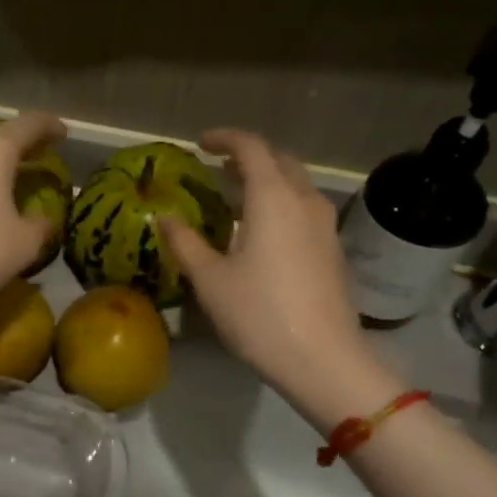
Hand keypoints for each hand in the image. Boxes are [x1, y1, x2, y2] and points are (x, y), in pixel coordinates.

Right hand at [161, 129, 390, 411]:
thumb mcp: (209, 279)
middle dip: (249, 156)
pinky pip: (304, 208)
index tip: (201, 143)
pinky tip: (262, 231)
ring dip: (267, 180)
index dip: (225, 138)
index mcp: (272, 197)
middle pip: (280, 160)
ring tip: (237, 198)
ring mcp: (324, 225)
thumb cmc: (257, 314)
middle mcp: (304, 200)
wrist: (321, 358)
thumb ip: (185, 242)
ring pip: (296, 184)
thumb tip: (164, 217)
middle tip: (219, 169)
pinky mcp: (332, 248)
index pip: (251, 147)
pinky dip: (281, 203)